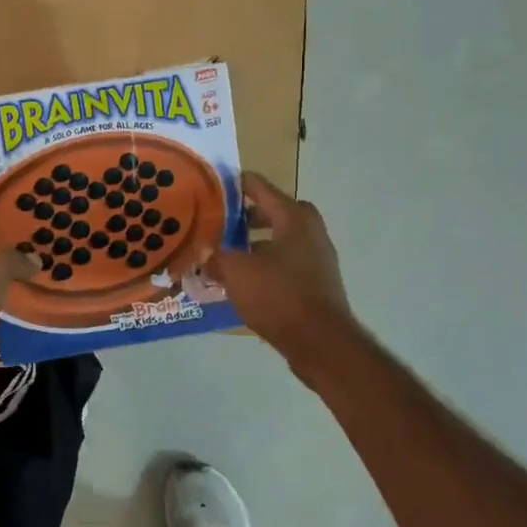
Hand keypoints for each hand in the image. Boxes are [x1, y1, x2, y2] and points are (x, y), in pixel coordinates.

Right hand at [209, 172, 354, 361]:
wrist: (321, 342)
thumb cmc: (278, 296)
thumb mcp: (236, 272)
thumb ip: (216, 257)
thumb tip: (204, 253)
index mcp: (292, 218)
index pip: (260, 187)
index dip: (235, 184)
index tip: (212, 186)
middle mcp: (310, 231)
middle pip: (276, 211)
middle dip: (249, 214)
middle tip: (224, 222)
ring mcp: (318, 258)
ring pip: (283, 238)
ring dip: (258, 241)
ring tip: (230, 253)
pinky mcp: (318, 282)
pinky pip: (289, 262)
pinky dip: (268, 263)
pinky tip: (247, 281)